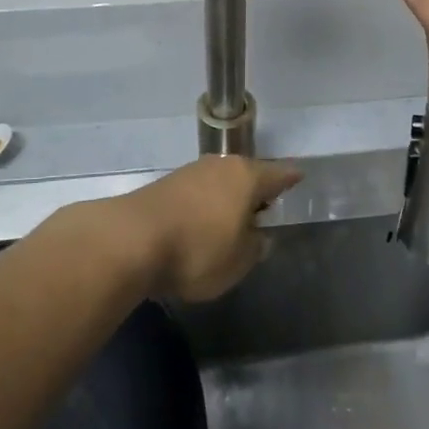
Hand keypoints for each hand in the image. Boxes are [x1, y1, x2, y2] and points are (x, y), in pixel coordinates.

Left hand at [113, 156, 300, 301]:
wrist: (129, 241)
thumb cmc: (197, 250)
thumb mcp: (238, 261)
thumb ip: (254, 247)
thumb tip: (258, 236)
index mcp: (247, 177)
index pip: (278, 174)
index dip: (290, 178)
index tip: (300, 177)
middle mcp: (220, 166)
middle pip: (246, 175)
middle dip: (256, 190)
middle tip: (265, 207)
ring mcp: (189, 173)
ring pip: (219, 183)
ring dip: (227, 199)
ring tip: (231, 221)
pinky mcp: (162, 187)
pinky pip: (196, 194)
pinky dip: (203, 207)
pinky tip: (201, 226)